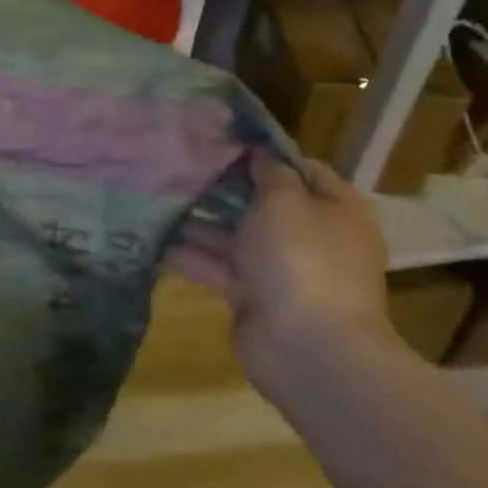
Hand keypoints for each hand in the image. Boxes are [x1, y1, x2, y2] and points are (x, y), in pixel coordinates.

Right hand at [180, 151, 396, 401]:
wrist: (307, 349)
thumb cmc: (302, 258)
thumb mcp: (285, 201)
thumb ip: (269, 172)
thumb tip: (259, 152)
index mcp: (334, 210)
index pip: (301, 169)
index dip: (264, 153)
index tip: (221, 139)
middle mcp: (310, 236)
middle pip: (262, 202)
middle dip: (222, 186)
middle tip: (178, 165)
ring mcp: (280, 269)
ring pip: (233, 235)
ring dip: (198, 219)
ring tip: (155, 196)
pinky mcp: (251, 296)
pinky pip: (217, 266)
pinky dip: (189, 254)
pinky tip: (153, 237)